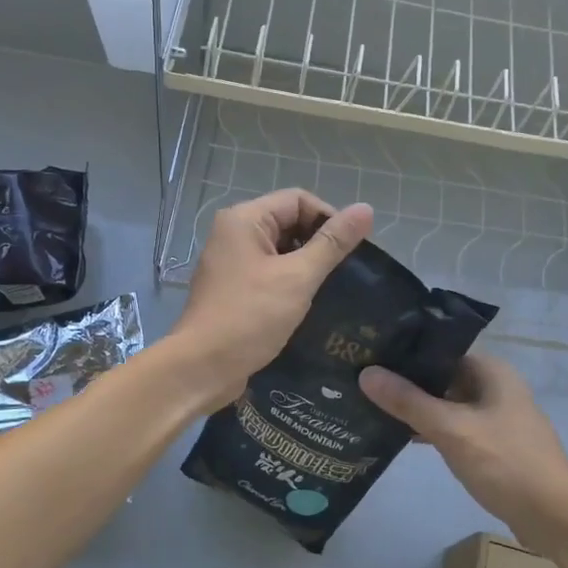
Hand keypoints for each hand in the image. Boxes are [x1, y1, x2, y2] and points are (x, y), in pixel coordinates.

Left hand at [170, 189, 373, 409]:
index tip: (352, 249)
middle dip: (318, 242)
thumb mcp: (298, 277)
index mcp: (244, 219)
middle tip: (345, 271)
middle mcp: (233, 233)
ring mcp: (231, 262)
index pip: (298, 200)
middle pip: (288, 221)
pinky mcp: (233, 288)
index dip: (329, 218)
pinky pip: (269, 272)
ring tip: (332, 287)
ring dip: (306, 264)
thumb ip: (332, 243)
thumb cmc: (250, 317)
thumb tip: (365, 209)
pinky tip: (309, 302)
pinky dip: (290, 281)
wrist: (201, 367)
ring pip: (280, 250)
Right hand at [360, 354, 567, 556]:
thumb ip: (408, 401)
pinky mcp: (493, 446)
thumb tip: (366, 373)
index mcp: (491, 371)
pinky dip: (430, 429)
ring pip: (446, 404)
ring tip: (370, 405)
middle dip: (405, 381)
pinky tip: (399, 435)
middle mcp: (495, 387)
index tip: (367, 354)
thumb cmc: (507, 464)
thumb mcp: (452, 430)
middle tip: (359, 380)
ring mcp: (495, 418)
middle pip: (441, 376)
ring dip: (416, 407)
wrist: (557, 520)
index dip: (404, 352)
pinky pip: (454, 427)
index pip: (439, 349)